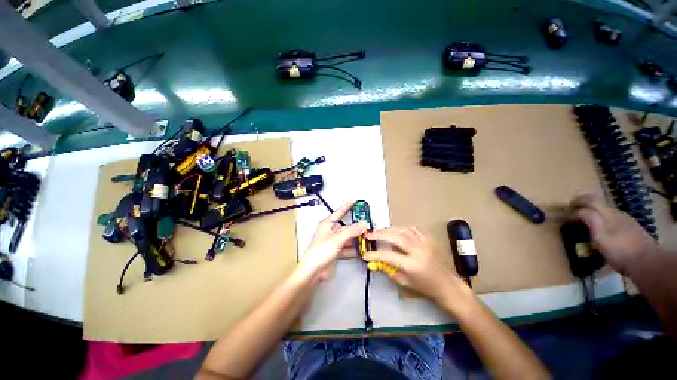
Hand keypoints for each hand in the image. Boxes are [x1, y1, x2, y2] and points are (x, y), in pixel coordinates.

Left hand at [296, 202, 366, 280]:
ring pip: (348, 238)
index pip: (338, 213)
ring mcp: (333, 243)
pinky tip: (363, 250)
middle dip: (357, 228)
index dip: (346, 207)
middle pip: (346, 228)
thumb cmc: (320, 252)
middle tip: (369, 226)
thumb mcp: (337, 239)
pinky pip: (348, 248)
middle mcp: (330, 233)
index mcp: (326, 225)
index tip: (354, 201)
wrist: (314, 270)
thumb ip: (351, 231)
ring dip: (357, 239)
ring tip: (369, 238)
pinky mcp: (336, 253)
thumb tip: (363, 224)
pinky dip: (354, 249)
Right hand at [363, 227, 474, 312]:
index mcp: (412, 265)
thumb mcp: (405, 282)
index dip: (375, 254)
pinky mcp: (430, 239)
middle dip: (381, 234)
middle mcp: (419, 251)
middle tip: (369, 235)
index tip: (365, 254)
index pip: (389, 255)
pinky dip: (403, 228)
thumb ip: (390, 270)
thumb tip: (377, 262)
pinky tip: (396, 231)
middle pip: (397, 237)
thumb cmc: (425, 287)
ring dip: (391, 229)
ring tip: (380, 232)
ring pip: (406, 230)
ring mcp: (426, 243)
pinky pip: (415, 229)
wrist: (445, 283)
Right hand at [571, 195, 658, 273]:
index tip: (567, 209)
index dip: (578, 204)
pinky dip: (604, 218)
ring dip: (595, 210)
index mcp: (607, 214)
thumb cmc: (621, 251)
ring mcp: (624, 218)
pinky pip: (613, 217)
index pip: (590, 202)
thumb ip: (592, 223)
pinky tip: (607, 229)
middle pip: (598, 202)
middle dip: (585, 203)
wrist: (643, 257)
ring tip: (589, 219)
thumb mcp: (603, 240)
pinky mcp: (629, 226)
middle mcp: (615, 211)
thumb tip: (580, 212)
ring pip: (607, 210)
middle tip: (575, 208)